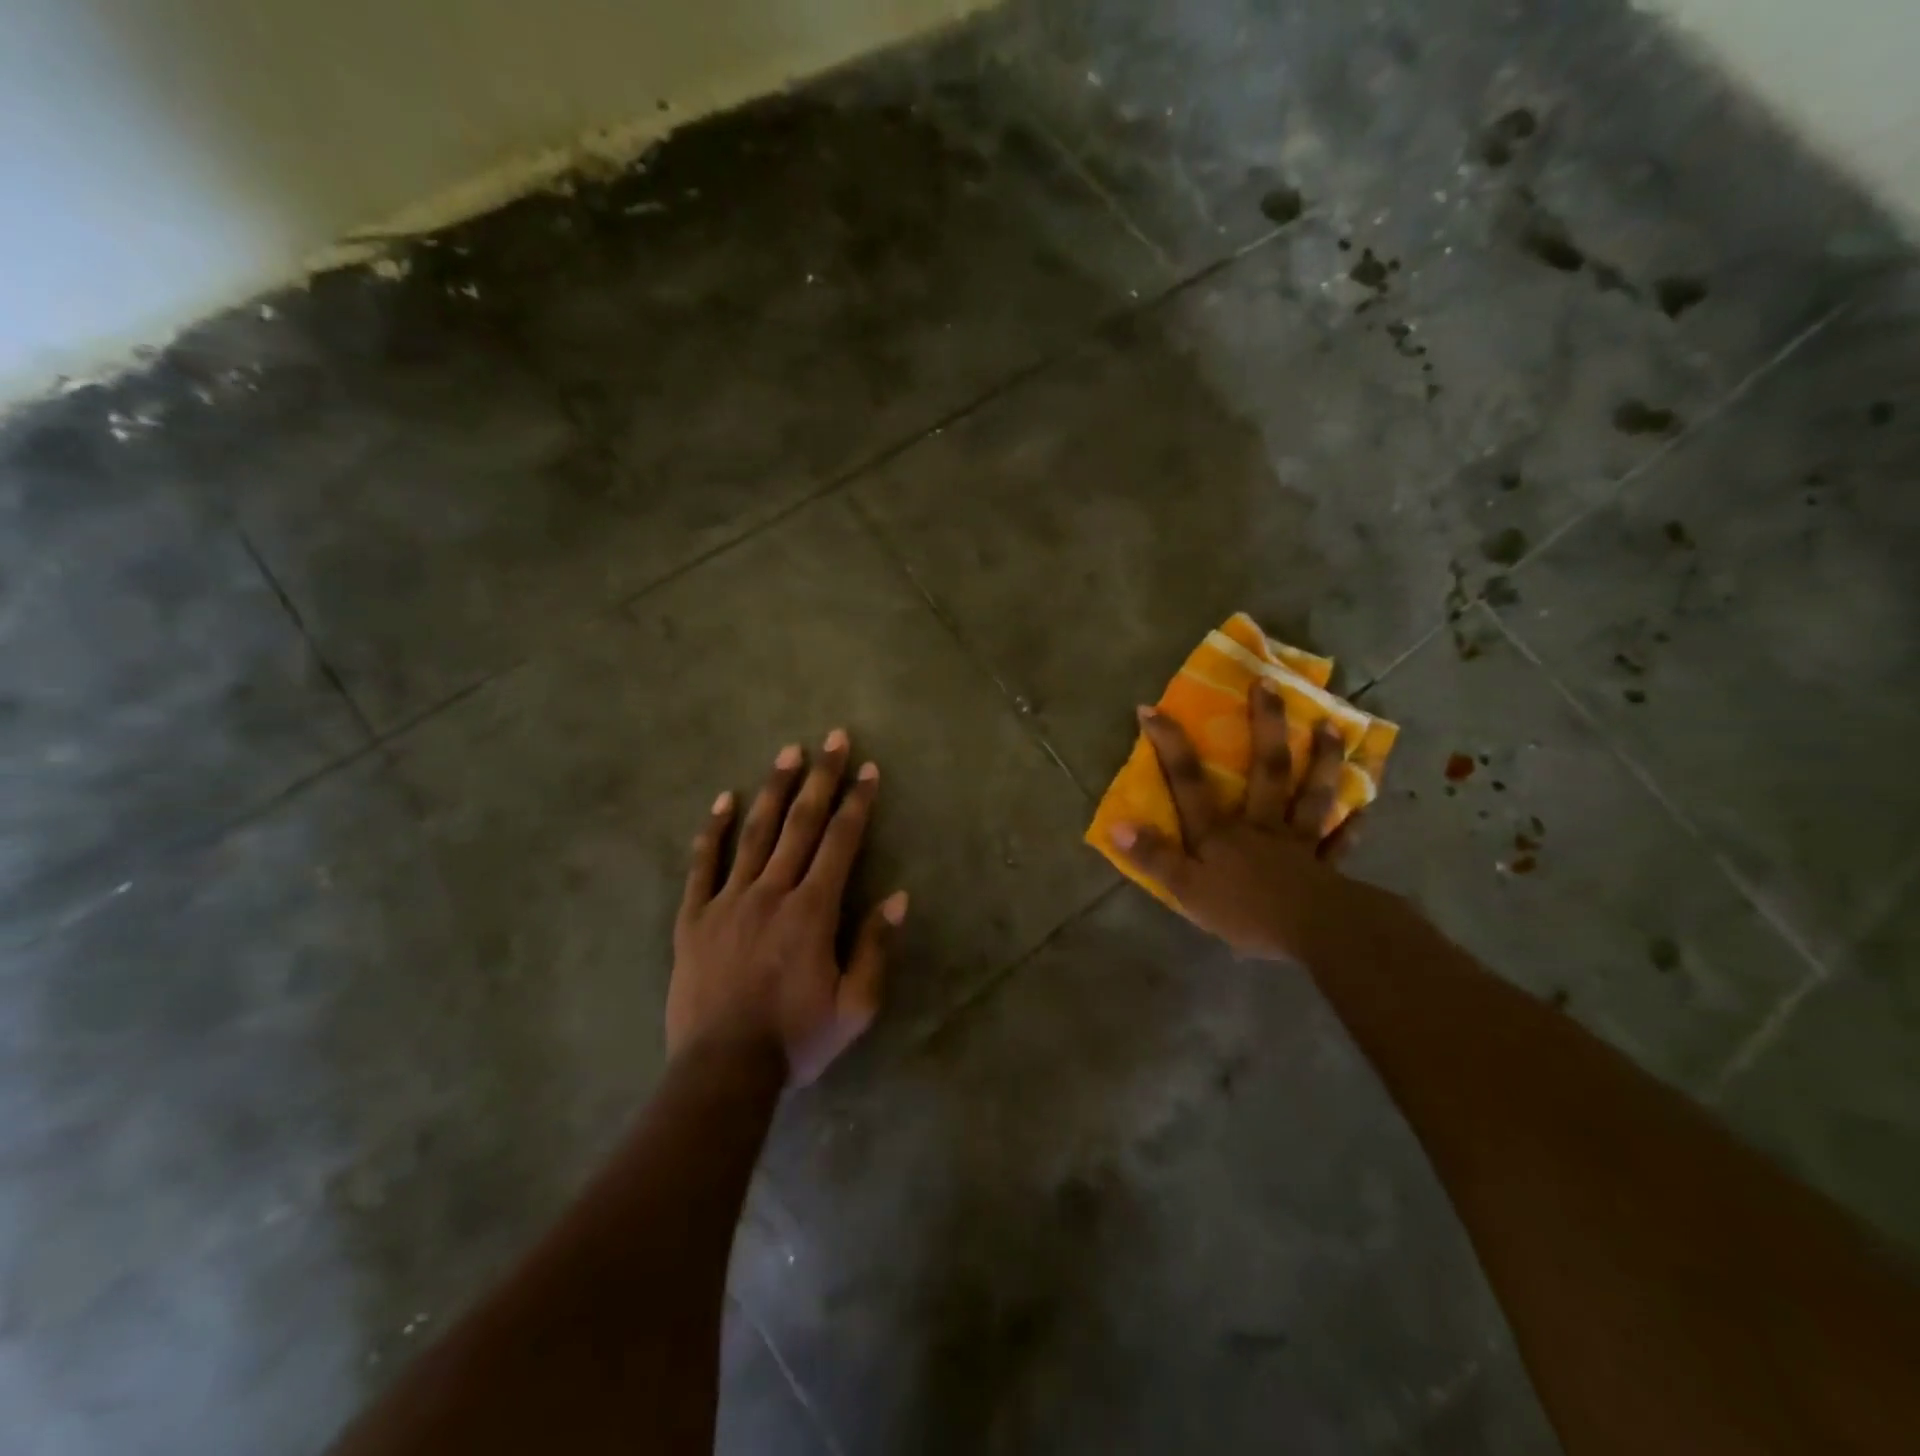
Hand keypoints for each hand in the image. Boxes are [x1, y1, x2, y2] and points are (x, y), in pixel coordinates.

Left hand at [669, 730, 906, 1085]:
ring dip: (774, 790)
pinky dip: (713, 830)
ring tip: (788, 753)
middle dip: (821, 778)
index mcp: (812, 911)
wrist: (721, 1073)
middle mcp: (771, 892)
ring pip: (754, 833)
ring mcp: (727, 901)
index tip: (867, 769)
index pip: (840, 843)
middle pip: (800, 824)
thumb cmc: (795, 1040)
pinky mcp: (694, 918)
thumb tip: (897, 897)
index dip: (857, 803)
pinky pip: (703, 864)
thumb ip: (875, 948)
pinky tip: (723, 800)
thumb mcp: (855, 1007)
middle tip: (833, 738)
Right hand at [1108, 685, 1374, 962]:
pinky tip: (1364, 809)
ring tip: (1332, 726)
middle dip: (1265, 726)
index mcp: (1221, 831)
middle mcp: (1261, 825)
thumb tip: (1117, 824)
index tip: (1152, 709)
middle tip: (1270, 686)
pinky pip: (1339, 842)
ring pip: (1310, 794)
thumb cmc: (1245, 911)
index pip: (1189, 782)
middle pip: (1266, 770)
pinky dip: (1352, 826)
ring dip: (1322, 760)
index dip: (1169, 745)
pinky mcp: (1326, 867)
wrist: (1314, 933)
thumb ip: (1153, 856)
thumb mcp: (1186, 888)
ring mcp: (1298, 842)